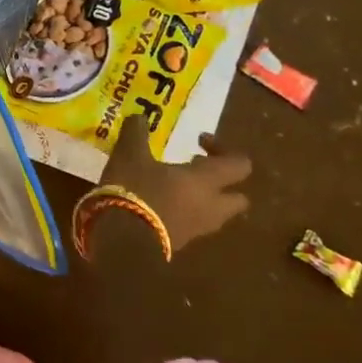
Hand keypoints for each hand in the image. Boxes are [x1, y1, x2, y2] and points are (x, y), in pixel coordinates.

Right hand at [101, 115, 251, 251]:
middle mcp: (210, 207)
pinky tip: (156, 204)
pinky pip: (192, 226)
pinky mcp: (179, 245)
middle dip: (222, 183)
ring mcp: (197, 230)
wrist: (121, 242)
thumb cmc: (134, 189)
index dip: (224, 150)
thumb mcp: (129, 152)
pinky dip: (182, 214)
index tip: (199, 142)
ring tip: (172, 187)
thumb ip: (136, 132)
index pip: (240, 165)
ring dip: (201, 200)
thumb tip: (139, 117)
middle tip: (194, 170)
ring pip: (214, 214)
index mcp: (206, 181)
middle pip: (237, 198)